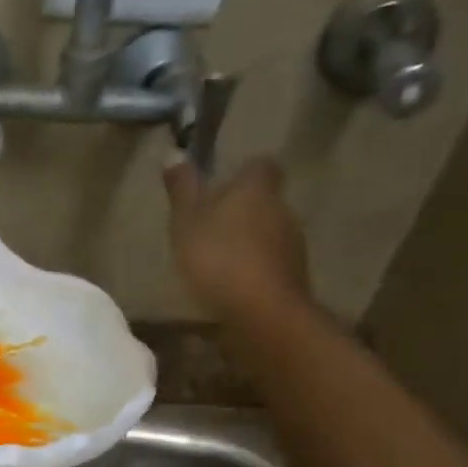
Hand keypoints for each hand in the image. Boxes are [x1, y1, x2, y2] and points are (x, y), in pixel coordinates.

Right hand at [163, 154, 312, 320]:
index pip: (260, 166)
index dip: (243, 173)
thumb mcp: (186, 221)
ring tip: (217, 263)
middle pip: (263, 201)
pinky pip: (270, 265)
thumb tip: (174, 153)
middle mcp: (282, 210)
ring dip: (247, 243)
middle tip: (210, 229)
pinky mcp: (293, 278)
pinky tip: (231, 288)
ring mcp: (292, 246)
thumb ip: (182, 189)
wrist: (261, 313)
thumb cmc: (218, 257)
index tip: (222, 186)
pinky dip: (253, 271)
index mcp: (256, 189)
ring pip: (268, 234)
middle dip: (241, 212)